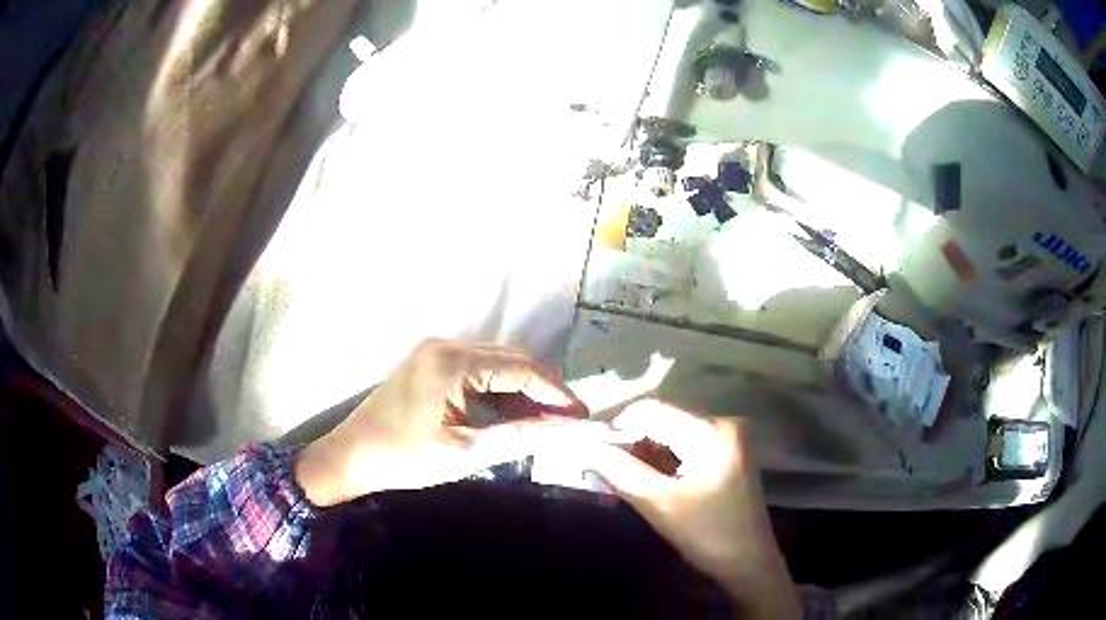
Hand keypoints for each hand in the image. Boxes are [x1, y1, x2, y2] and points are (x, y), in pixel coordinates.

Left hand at [296, 339, 604, 506]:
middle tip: (567, 423)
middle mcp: (447, 345)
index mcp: (454, 362)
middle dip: (543, 390)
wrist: (351, 456)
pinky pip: (476, 370)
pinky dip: (497, 391)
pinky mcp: (428, 363)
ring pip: (495, 364)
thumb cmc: (405, 458)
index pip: (523, 368)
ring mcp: (435, 351)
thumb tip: (573, 431)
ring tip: (543, 423)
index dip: (558, 392)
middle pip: (512, 360)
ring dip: (521, 391)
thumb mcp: (467, 452)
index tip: (583, 418)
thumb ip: (523, 436)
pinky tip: (508, 415)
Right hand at [580, 400, 801, 618]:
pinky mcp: (728, 452)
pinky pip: (687, 443)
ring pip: (674, 431)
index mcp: (712, 431)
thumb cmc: (707, 535)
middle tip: (601, 463)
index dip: (618, 424)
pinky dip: (663, 456)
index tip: (590, 446)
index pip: (654, 410)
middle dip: (630, 439)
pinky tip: (647, 477)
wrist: (749, 563)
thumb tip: (585, 446)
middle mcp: (724, 423)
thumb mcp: (658, 503)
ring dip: (645, 449)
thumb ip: (619, 471)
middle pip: (665, 418)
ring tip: (619, 472)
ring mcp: (730, 437)